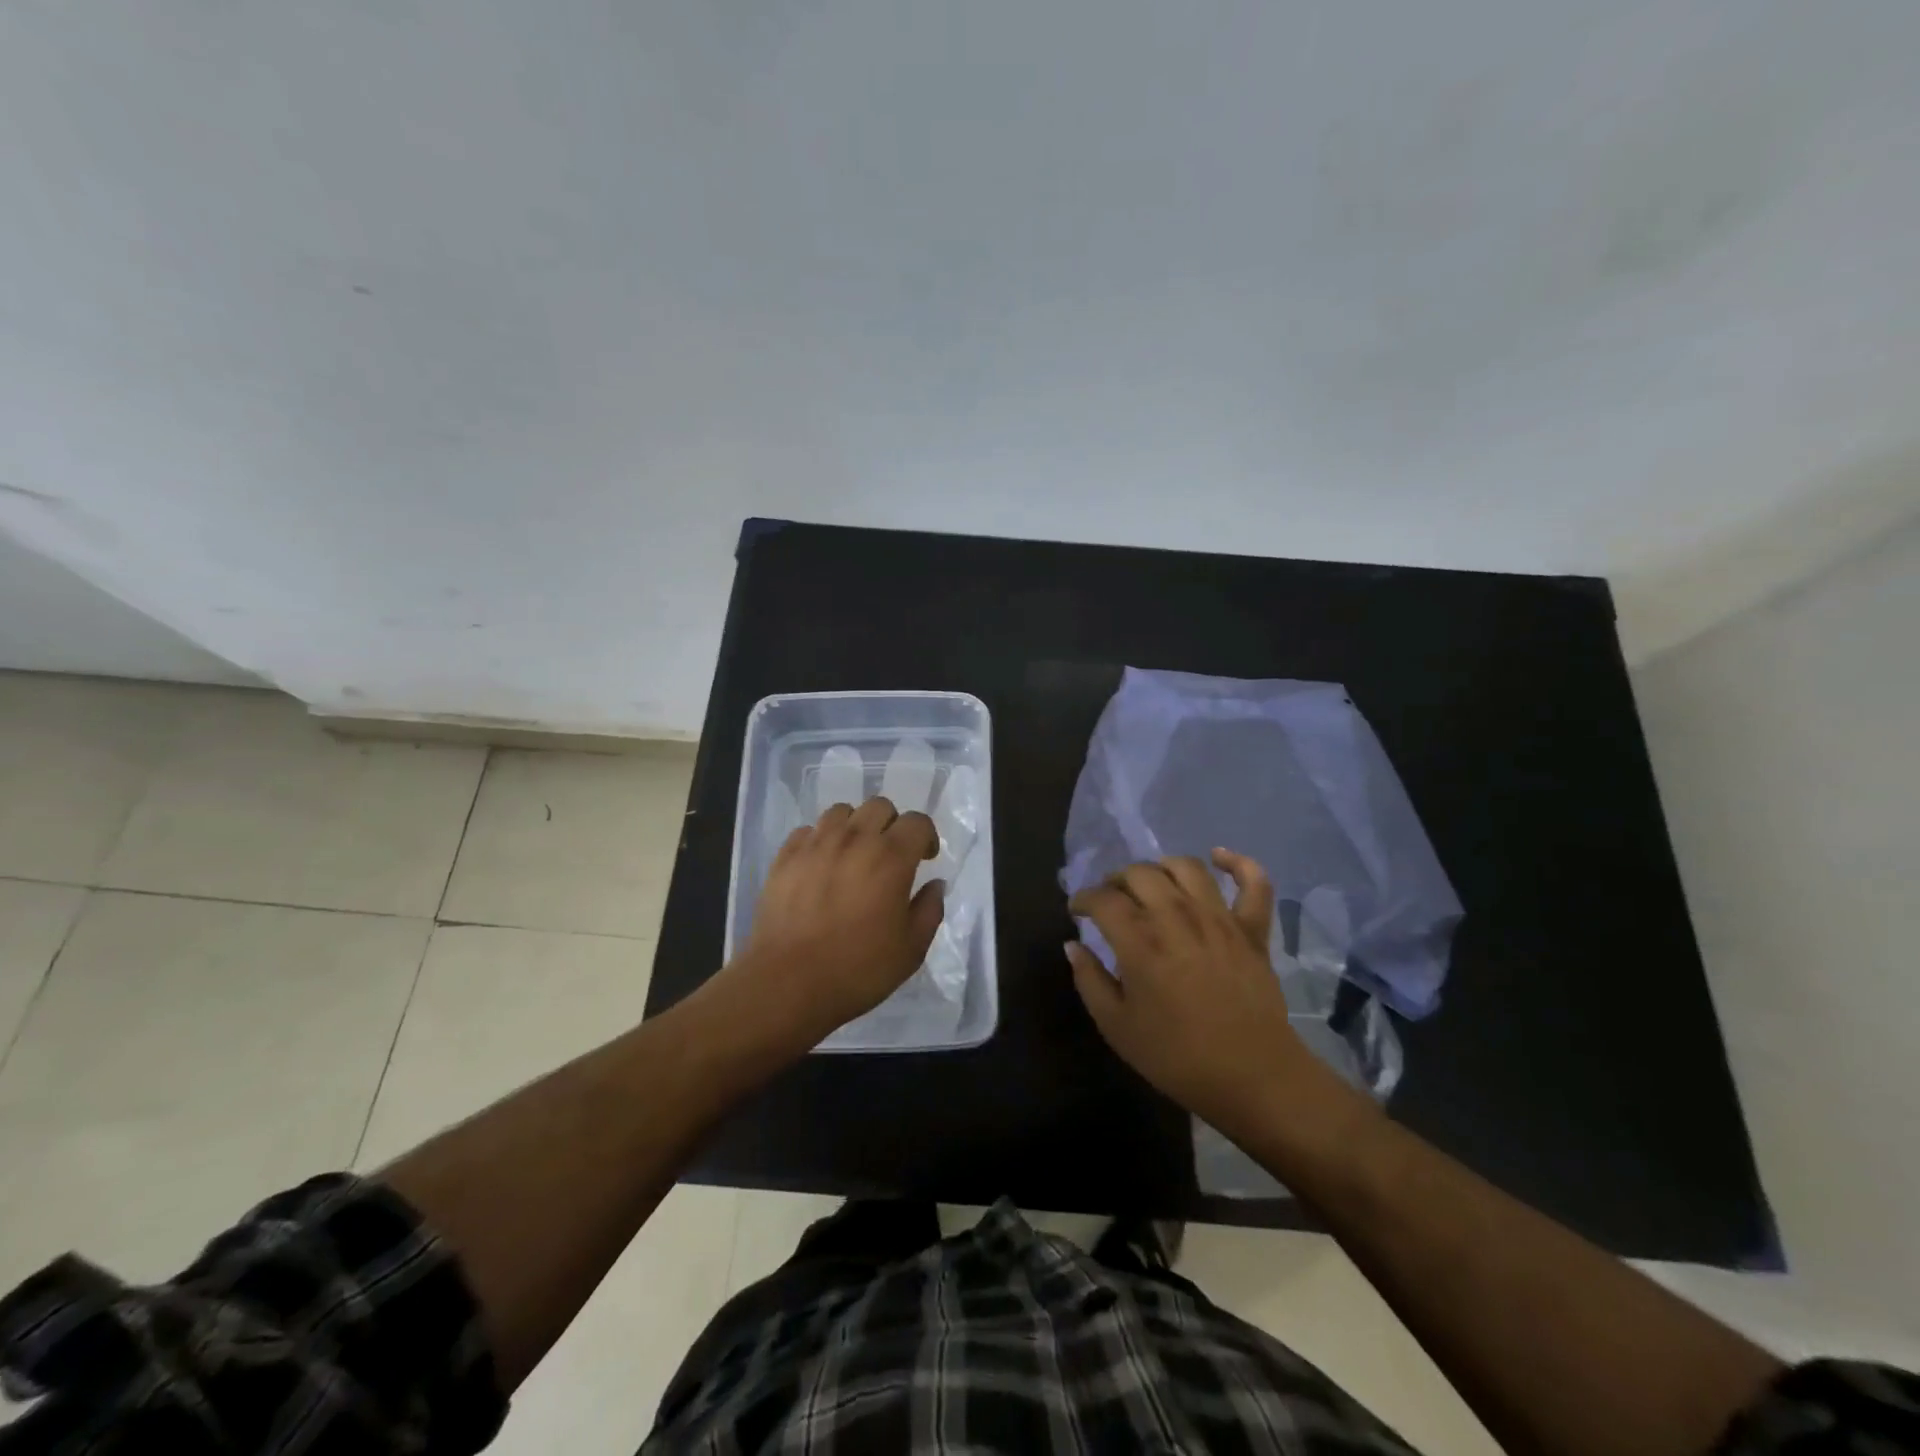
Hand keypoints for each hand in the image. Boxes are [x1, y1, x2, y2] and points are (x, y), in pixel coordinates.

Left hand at [729, 797, 943, 1047]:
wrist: (787, 982)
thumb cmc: (858, 969)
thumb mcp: (911, 949)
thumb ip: (930, 910)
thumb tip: (934, 884)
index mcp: (891, 857)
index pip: (917, 821)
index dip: (926, 836)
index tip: (924, 859)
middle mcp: (855, 839)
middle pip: (880, 806)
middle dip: (892, 825)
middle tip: (890, 856)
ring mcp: (816, 844)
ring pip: (842, 812)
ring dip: (855, 827)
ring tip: (854, 855)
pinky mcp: (785, 856)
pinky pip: (809, 831)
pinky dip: (821, 840)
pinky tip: (821, 866)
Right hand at [1066, 848, 1309, 1131]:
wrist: (1252, 1077)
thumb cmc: (1176, 1057)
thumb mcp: (1116, 1027)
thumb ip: (1089, 980)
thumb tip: (1072, 945)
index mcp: (1140, 942)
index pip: (1102, 899)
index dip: (1083, 899)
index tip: (1077, 911)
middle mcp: (1177, 917)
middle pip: (1140, 873)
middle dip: (1116, 880)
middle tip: (1111, 898)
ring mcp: (1219, 919)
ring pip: (1186, 867)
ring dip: (1162, 867)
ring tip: (1153, 882)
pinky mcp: (1252, 929)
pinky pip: (1253, 883)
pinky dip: (1237, 863)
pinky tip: (1219, 858)